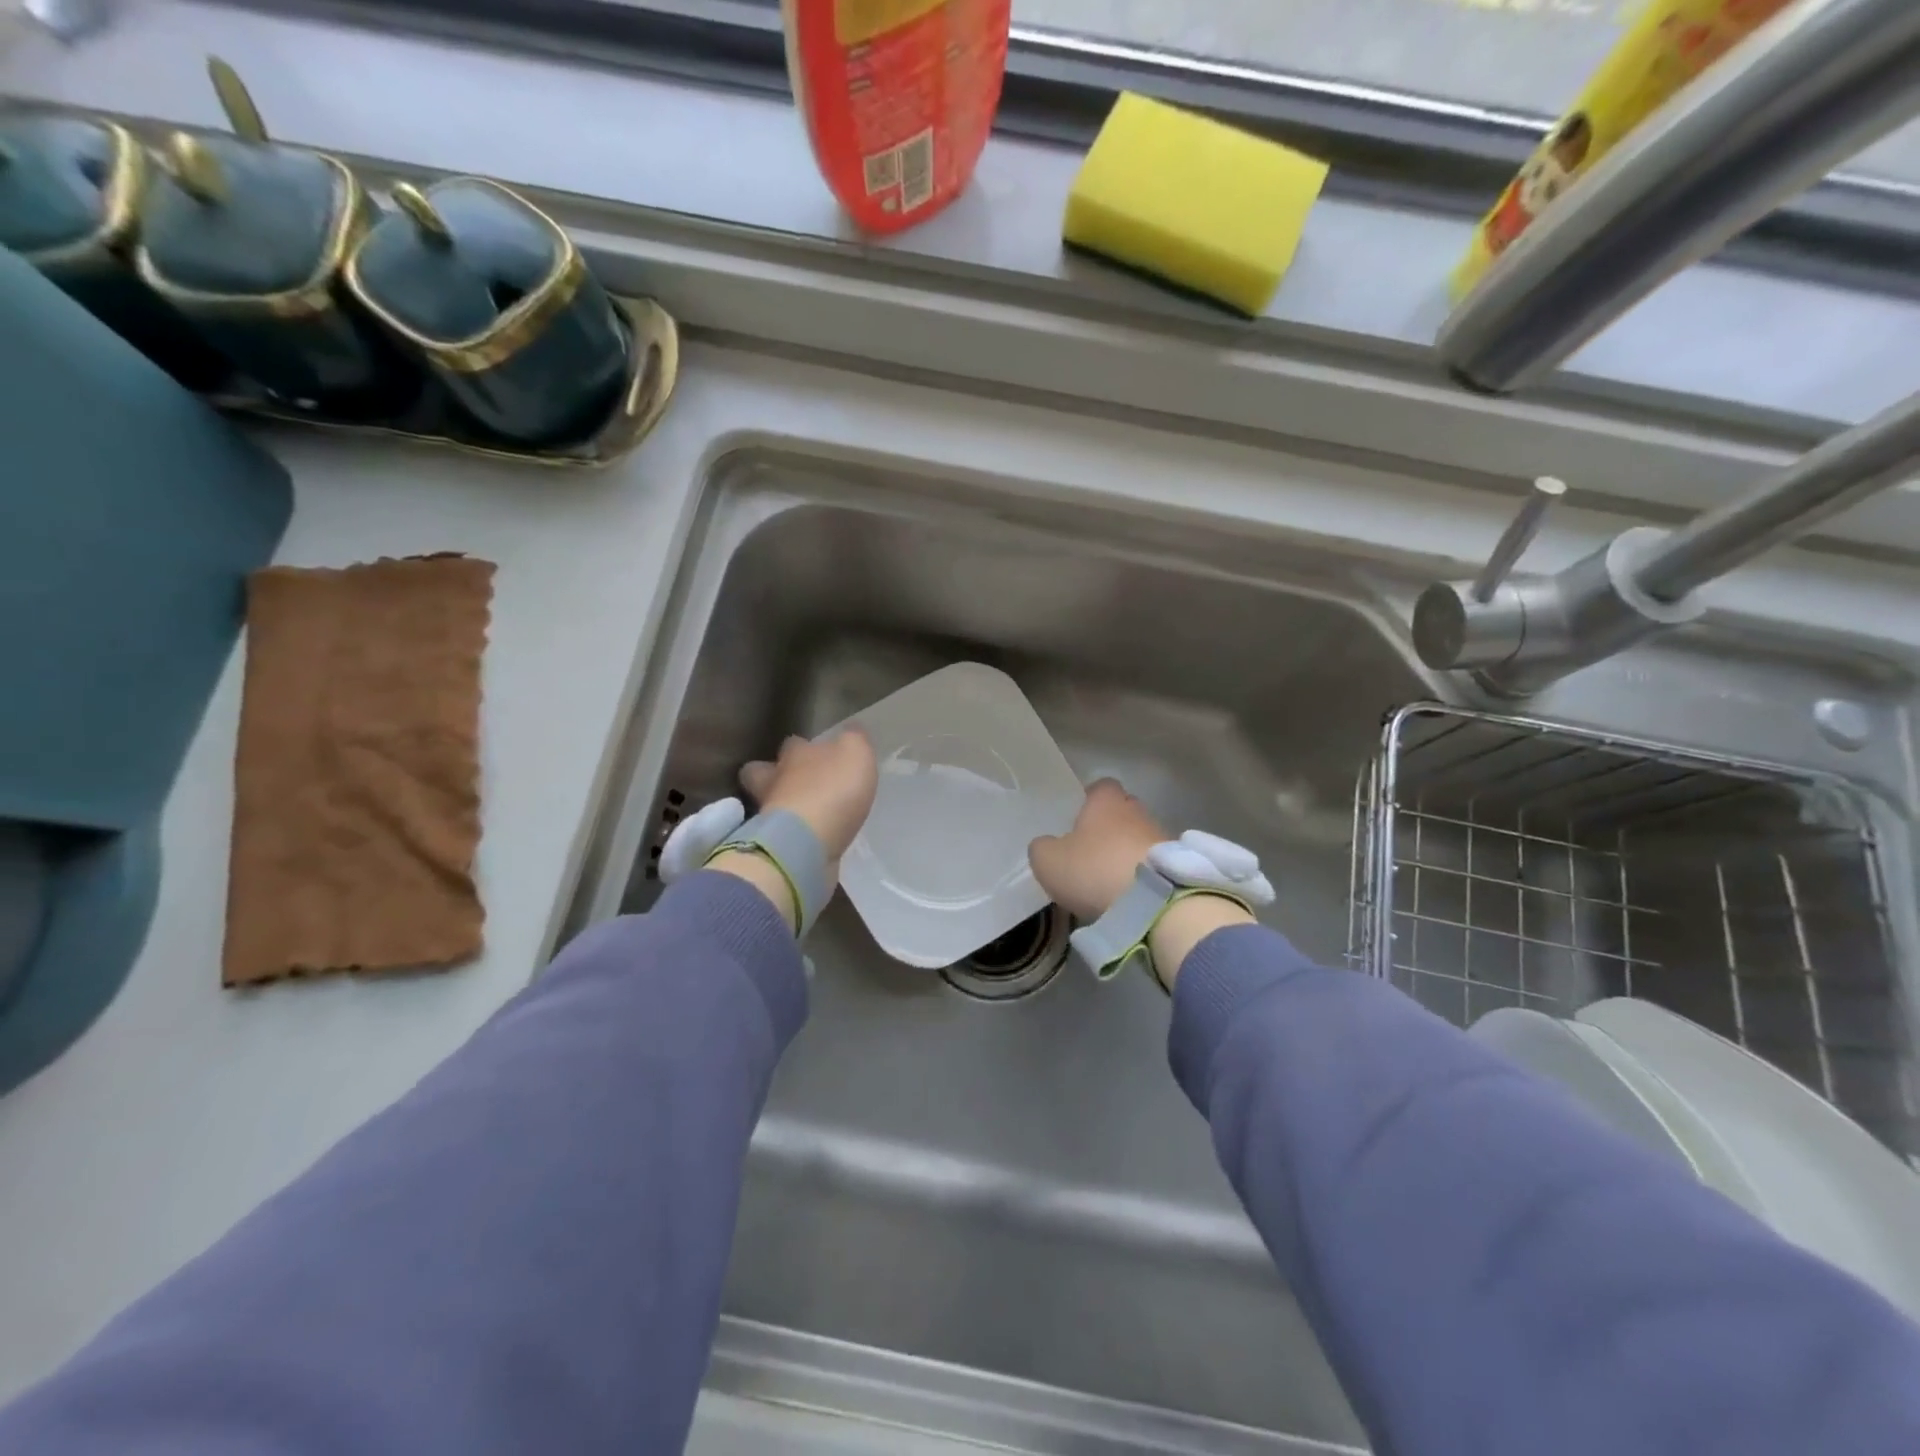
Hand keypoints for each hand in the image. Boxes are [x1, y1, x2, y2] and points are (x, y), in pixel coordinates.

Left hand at [743, 727, 878, 879]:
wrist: (806, 843)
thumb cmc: (832, 790)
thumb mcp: (856, 753)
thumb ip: (854, 739)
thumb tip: (850, 732)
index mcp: (796, 753)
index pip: (793, 743)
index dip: (803, 747)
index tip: (816, 754)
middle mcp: (775, 780)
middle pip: (762, 771)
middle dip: (774, 774)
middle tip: (794, 783)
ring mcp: (769, 815)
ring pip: (768, 804)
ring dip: (782, 807)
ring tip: (802, 814)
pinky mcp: (773, 845)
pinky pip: (780, 835)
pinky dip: (791, 835)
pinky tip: (807, 839)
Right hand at [1028, 779, 1164, 920]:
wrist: (1153, 903)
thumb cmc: (1094, 869)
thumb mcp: (1048, 860)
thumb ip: (1042, 847)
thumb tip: (1047, 845)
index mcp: (1106, 802)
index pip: (1101, 786)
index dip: (1089, 800)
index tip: (1078, 819)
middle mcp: (1137, 811)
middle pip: (1123, 810)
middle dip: (1110, 826)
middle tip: (1091, 850)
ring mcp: (1163, 838)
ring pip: (1140, 837)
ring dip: (1128, 852)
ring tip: (1111, 878)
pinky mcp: (1178, 867)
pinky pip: (1155, 864)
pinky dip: (1143, 874)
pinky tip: (1131, 894)